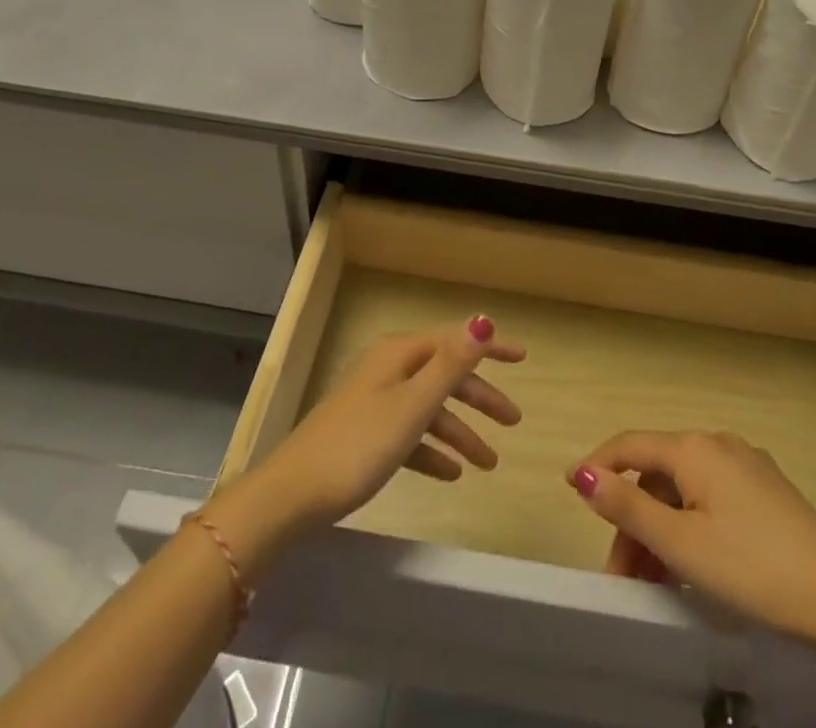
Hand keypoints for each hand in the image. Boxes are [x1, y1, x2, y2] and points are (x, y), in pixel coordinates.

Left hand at [208, 318, 524, 568]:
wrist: (292, 495)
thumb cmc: (359, 445)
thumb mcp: (413, 404)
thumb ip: (451, 364)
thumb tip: (483, 320)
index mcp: (400, 354)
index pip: (455, 340)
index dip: (490, 347)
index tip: (523, 358)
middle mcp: (389, 369)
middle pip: (444, 375)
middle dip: (480, 397)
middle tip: (513, 421)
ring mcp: (374, 401)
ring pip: (429, 408)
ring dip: (459, 432)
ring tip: (488, 464)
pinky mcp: (365, 434)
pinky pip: (409, 435)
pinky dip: (432, 451)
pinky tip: (451, 475)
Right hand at [567, 430, 815, 650]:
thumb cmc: (752, 567)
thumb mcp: (681, 544)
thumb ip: (628, 508)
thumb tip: (584, 474)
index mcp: (693, 448)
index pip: (630, 445)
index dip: (598, 465)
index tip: (569, 488)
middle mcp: (717, 444)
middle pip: (658, 474)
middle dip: (632, 519)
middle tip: (619, 572)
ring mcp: (747, 466)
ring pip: (685, 491)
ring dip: (660, 529)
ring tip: (652, 580)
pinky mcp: (768, 492)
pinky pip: (711, 500)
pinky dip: (689, 527)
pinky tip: (691, 565)